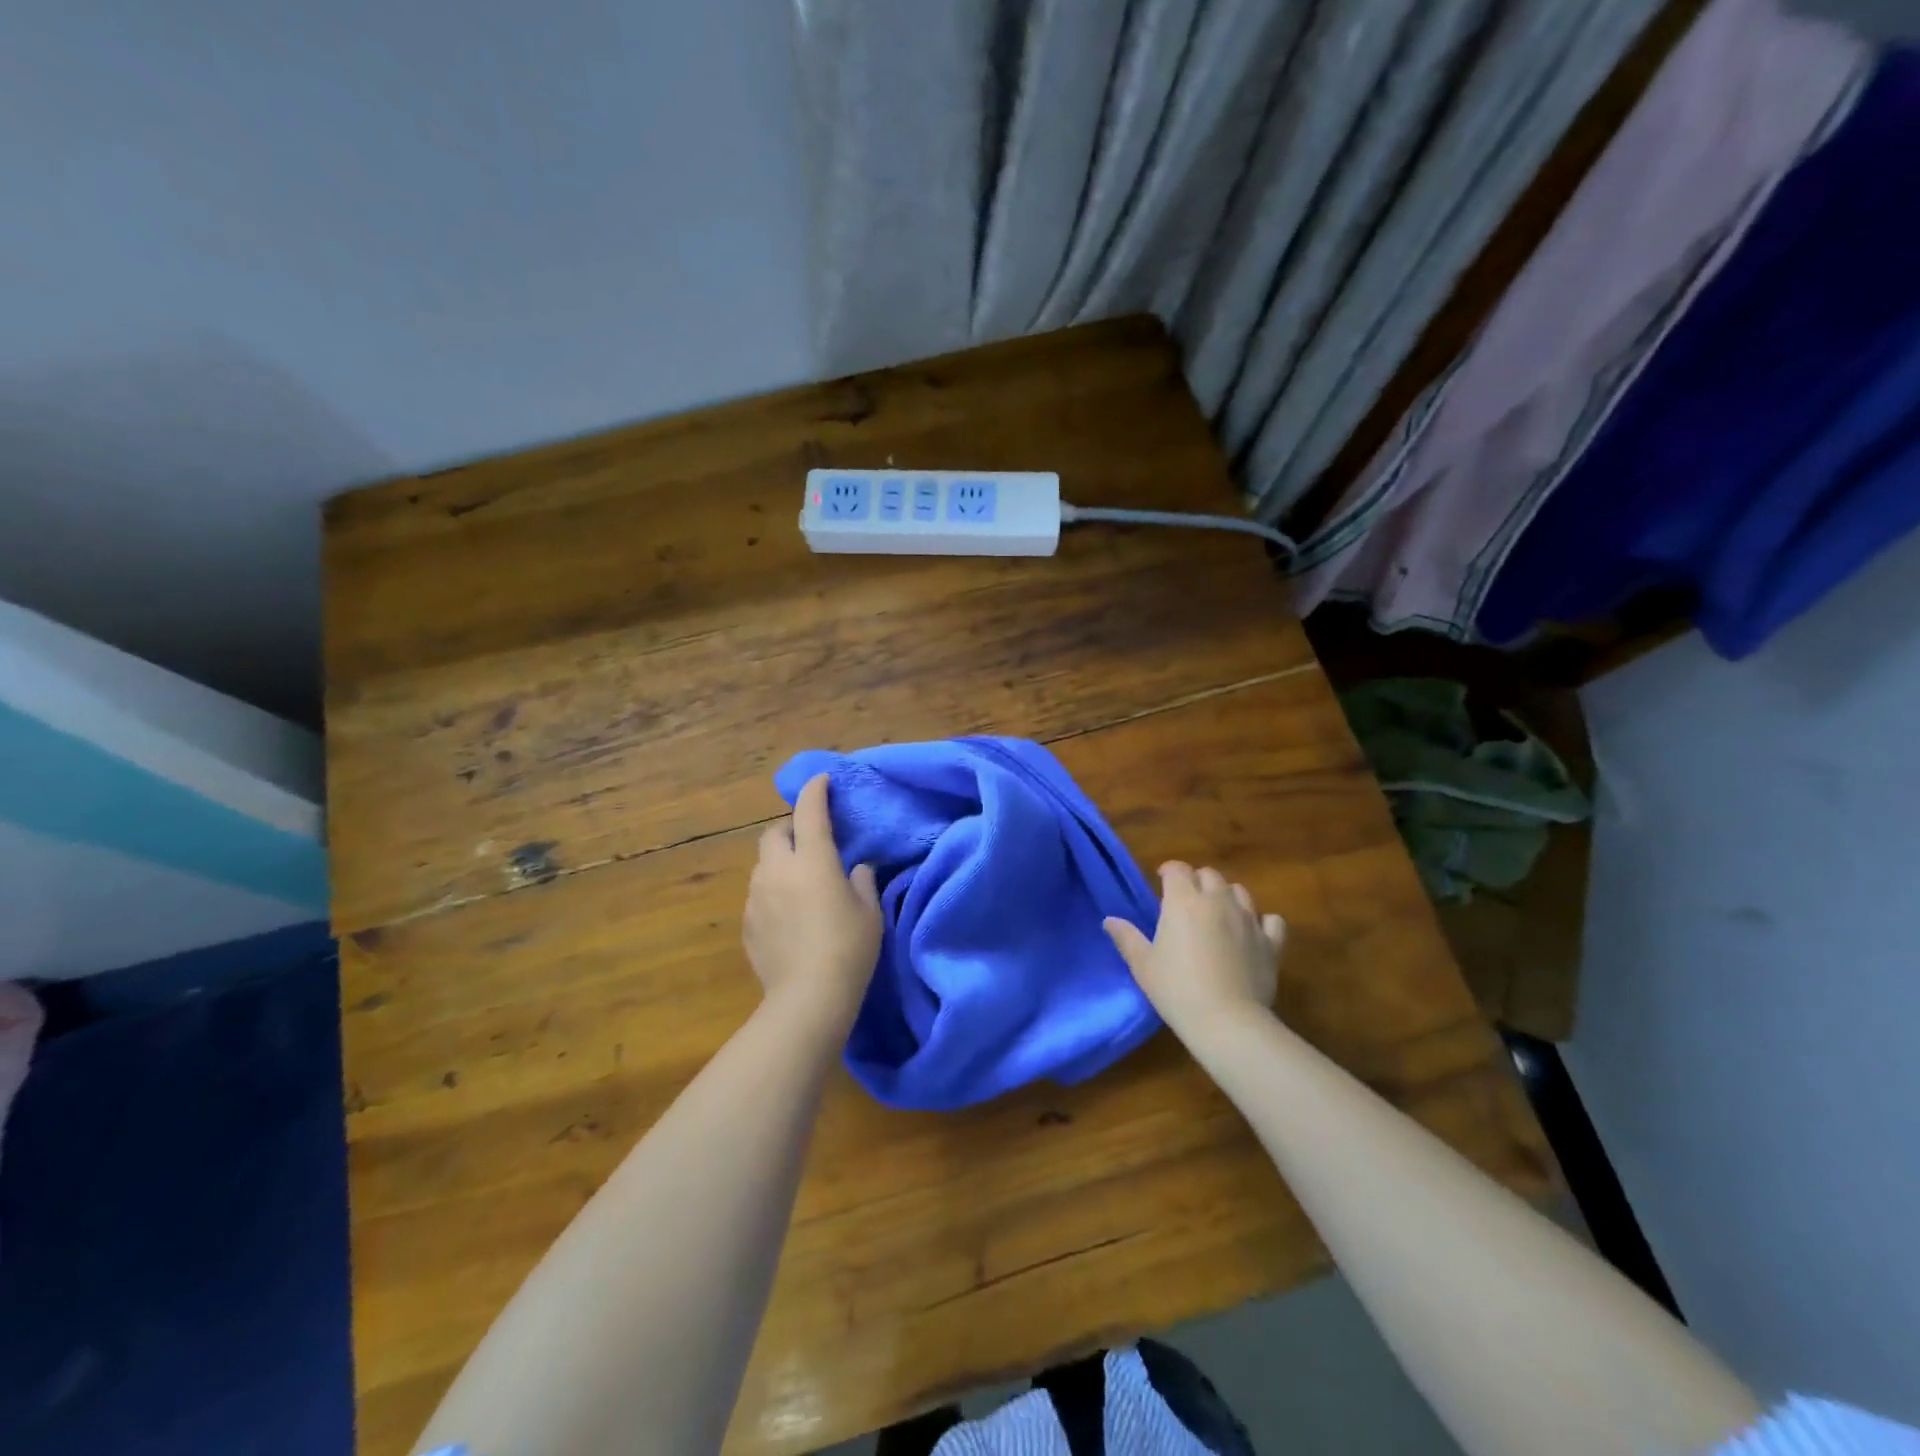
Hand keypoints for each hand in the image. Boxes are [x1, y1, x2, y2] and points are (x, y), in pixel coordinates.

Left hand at [744, 773, 882, 1030]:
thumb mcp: (869, 911)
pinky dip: (773, 891)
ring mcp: (757, 897)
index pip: (809, 811)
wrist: (808, 998)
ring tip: (800, 881)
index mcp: (812, 860)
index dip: (815, 790)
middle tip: (811, 841)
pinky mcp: (747, 923)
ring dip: (780, 861)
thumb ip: (862, 880)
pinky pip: (759, 894)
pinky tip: (789, 914)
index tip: (821, 781)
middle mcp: (778, 870)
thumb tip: (856, 868)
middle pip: (773, 833)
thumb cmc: (848, 948)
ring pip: (763, 864)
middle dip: (790, 828)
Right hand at [1104, 862, 1285, 1038]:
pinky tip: (1253, 933)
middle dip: (1197, 881)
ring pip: (1239, 891)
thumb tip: (1109, 920)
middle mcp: (1217, 901)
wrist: (1227, 1021)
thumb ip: (1127, 938)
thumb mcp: (1143, 965)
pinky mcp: (1271, 942)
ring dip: (1227, 896)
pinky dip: (1262, 922)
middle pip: (1209, 875)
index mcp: (1183, 901)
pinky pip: (1271, 920)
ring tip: (1218, 913)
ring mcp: (1248, 919)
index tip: (1161, 882)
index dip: (1168, 871)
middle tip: (1187, 901)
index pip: (1177, 869)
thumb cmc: (1176, 989)